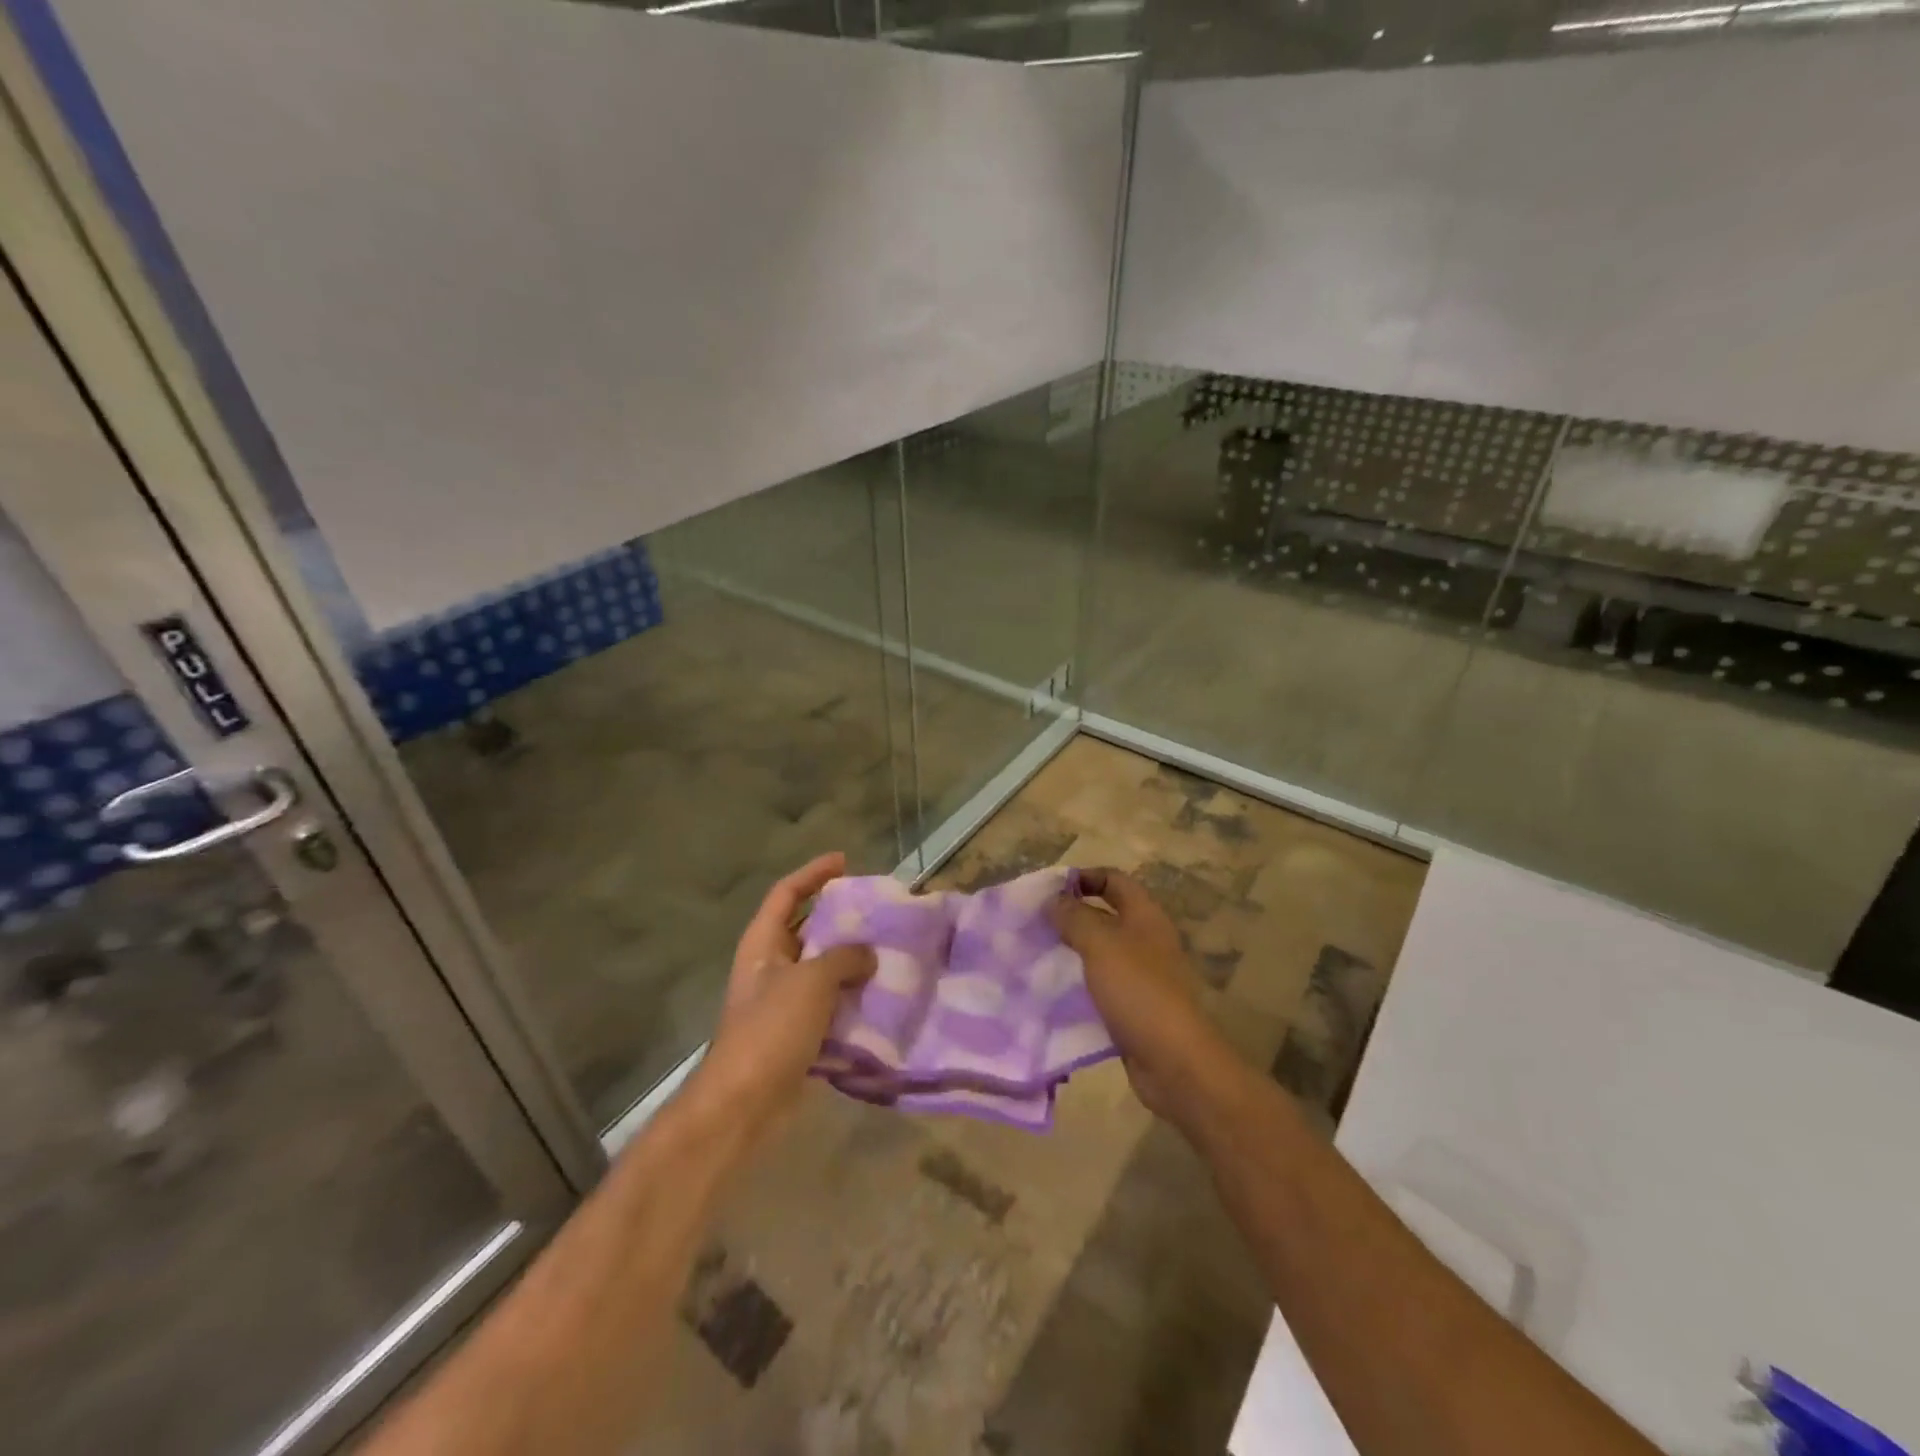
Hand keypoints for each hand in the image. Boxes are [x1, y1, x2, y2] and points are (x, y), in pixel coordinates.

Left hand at [685, 852, 874, 1137]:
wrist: (744, 1104)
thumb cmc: (771, 1029)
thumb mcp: (811, 981)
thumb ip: (844, 958)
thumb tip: (868, 953)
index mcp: (763, 943)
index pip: (786, 893)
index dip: (813, 873)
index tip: (844, 860)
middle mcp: (770, 966)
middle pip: (806, 928)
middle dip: (839, 917)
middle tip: (877, 909)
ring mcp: (783, 1001)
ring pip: (821, 967)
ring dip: (851, 959)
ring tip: (889, 947)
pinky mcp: (797, 1033)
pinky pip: (830, 1002)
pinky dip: (852, 995)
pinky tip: (881, 993)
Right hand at [1049, 868, 1233, 1125]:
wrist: (1174, 1061)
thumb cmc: (1138, 990)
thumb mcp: (1100, 943)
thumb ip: (1074, 917)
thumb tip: (1053, 900)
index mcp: (1145, 916)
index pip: (1114, 879)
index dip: (1083, 877)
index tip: (1048, 890)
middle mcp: (1146, 940)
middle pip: (1106, 915)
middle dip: (1071, 916)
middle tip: (1035, 924)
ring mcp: (1142, 976)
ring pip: (1100, 952)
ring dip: (1071, 952)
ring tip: (1037, 956)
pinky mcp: (1134, 1008)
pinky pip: (1101, 986)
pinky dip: (1079, 985)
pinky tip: (1053, 992)